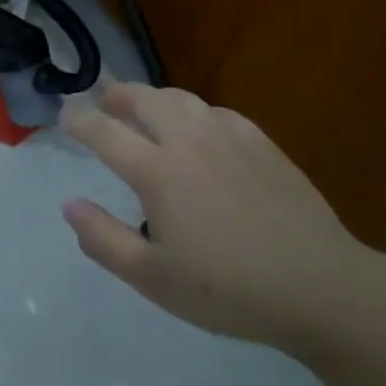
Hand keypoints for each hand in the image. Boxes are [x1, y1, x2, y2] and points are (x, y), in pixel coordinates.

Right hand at [60, 83, 377, 351]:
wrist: (320, 287)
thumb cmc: (229, 289)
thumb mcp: (154, 279)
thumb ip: (104, 239)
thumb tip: (69, 204)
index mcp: (157, 171)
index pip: (104, 132)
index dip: (79, 120)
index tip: (64, 115)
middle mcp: (188, 141)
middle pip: (143, 99)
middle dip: (116, 95)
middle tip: (103, 102)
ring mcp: (228, 137)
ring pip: (181, 98)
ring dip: (154, 97)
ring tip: (145, 108)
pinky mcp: (261, 143)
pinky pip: (217, 112)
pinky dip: (194, 111)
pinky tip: (199, 129)